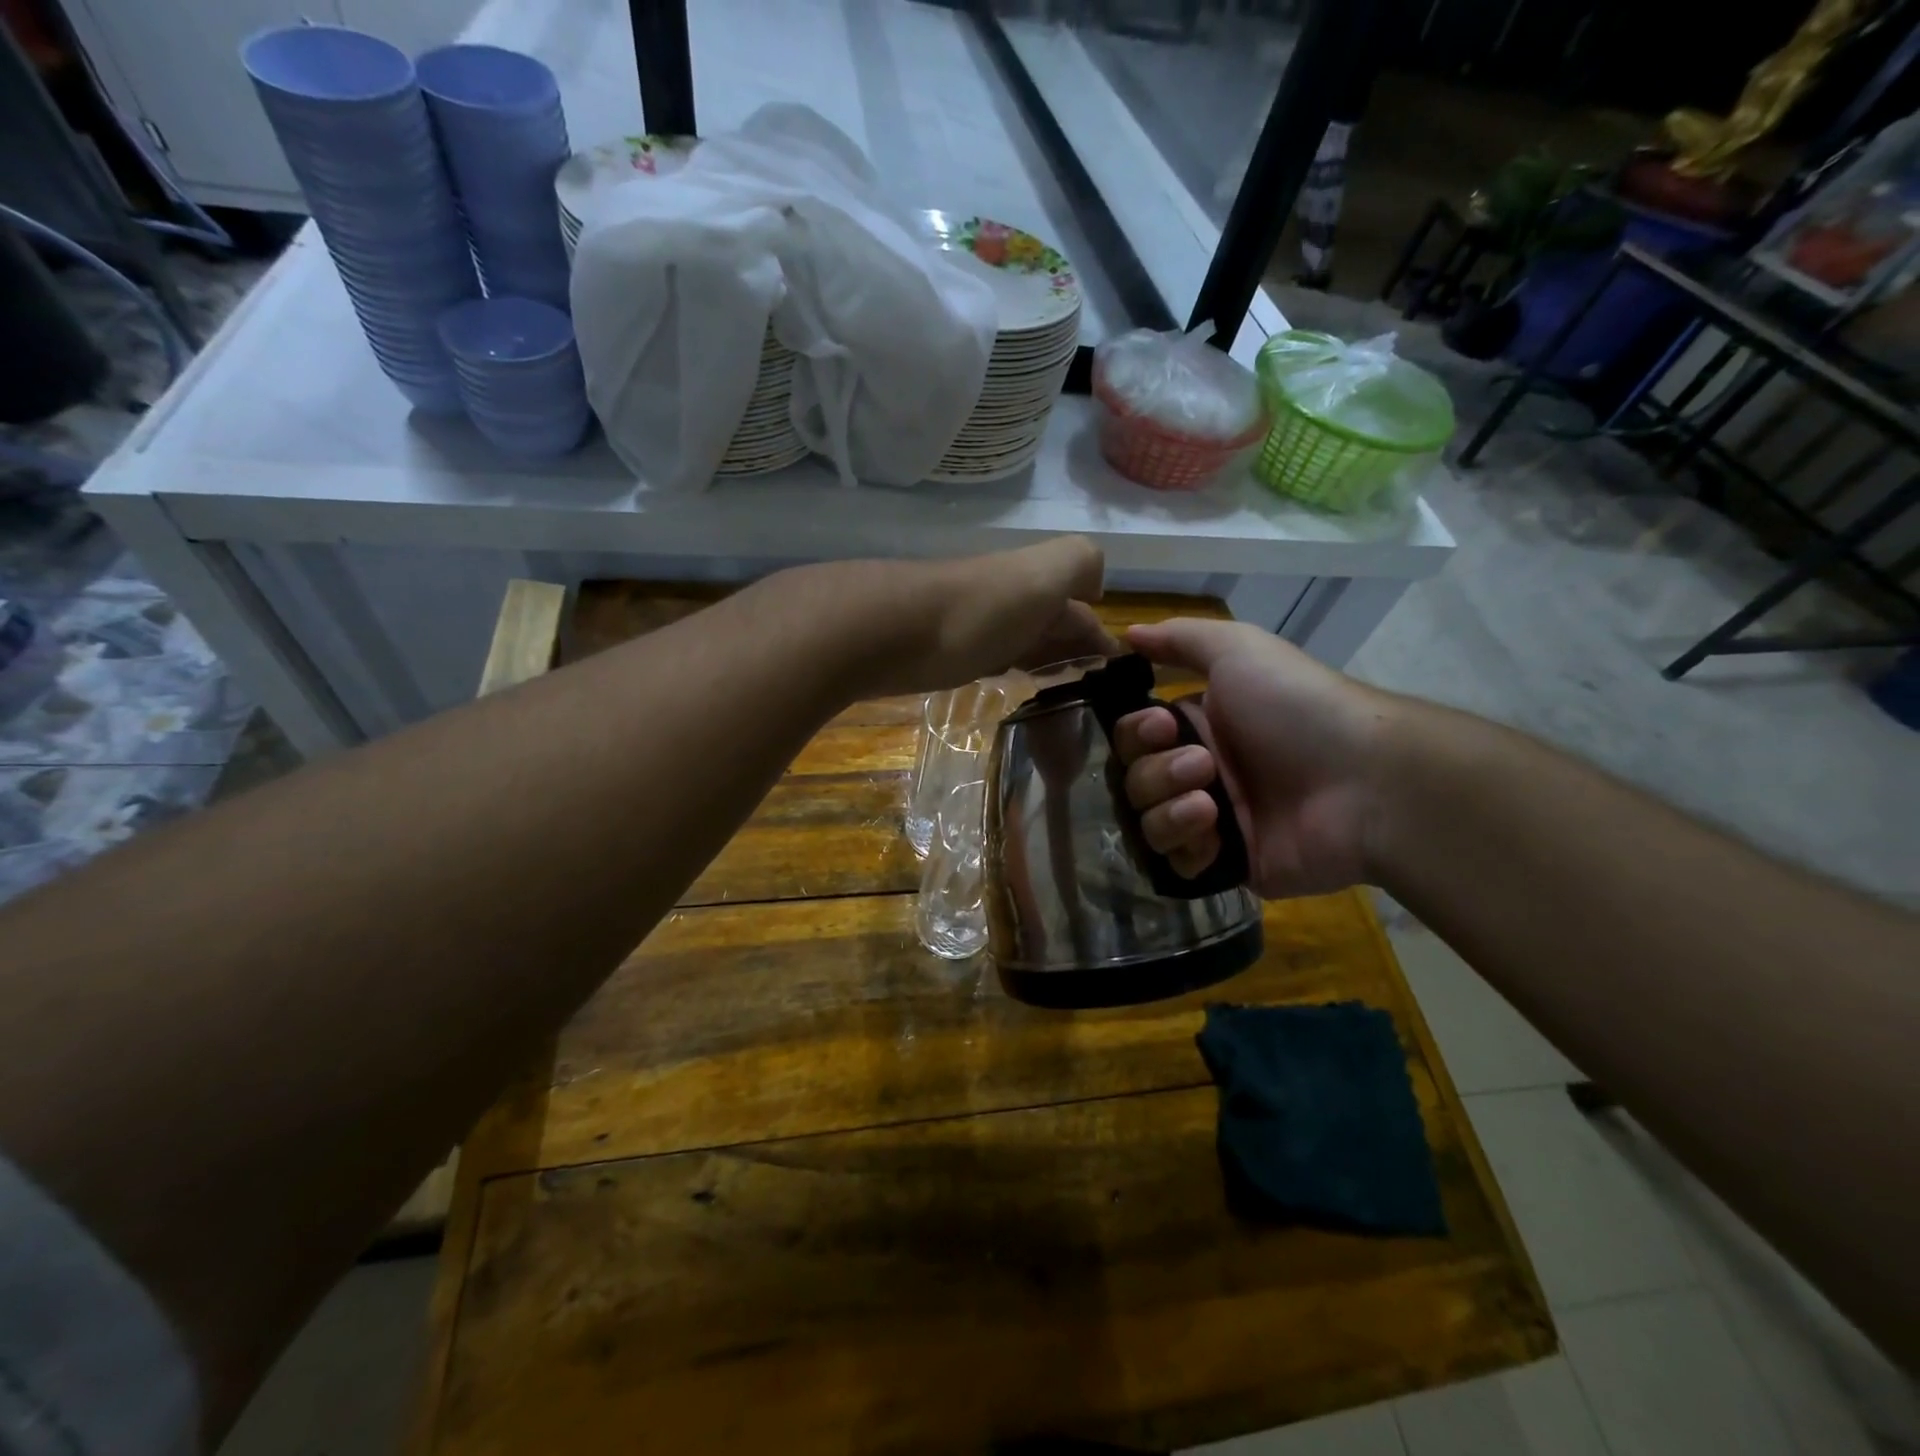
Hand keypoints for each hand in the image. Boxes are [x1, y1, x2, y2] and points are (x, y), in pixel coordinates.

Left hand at [844, 536, 1117, 695]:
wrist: (893, 630)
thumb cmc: (980, 609)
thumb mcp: (1046, 572)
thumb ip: (1080, 564)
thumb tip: (1095, 588)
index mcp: (1037, 580)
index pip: (1081, 608)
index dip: (1100, 636)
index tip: (1116, 674)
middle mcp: (1010, 599)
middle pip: (1050, 623)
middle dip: (1075, 648)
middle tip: (1093, 688)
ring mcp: (977, 626)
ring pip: (1022, 640)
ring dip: (1045, 659)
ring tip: (1064, 690)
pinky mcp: (948, 653)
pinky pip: (991, 658)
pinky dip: (1010, 668)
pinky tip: (1011, 682)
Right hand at [1113, 618, 1404, 897]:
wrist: (1365, 781)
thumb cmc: (1296, 707)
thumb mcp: (1239, 650)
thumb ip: (1179, 639)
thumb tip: (1127, 632)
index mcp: (1199, 726)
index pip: (1134, 736)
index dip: (1136, 733)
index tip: (1161, 726)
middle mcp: (1199, 772)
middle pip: (1133, 779)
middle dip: (1157, 772)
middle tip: (1204, 765)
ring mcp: (1212, 822)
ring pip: (1147, 822)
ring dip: (1168, 809)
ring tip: (1212, 805)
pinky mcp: (1226, 866)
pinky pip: (1175, 863)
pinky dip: (1186, 846)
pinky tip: (1215, 834)